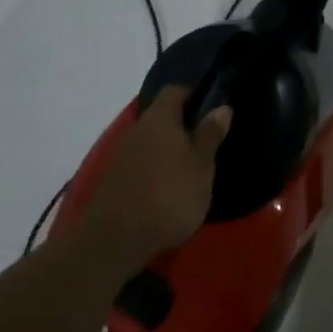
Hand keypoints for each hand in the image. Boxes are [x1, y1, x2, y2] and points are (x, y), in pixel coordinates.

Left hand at [82, 87, 231, 266]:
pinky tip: (163, 190)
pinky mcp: (111, 179)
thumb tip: (222, 107)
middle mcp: (137, 127)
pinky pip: (137, 162)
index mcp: (160, 117)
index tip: (209, 109)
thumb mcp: (201, 166)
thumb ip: (210, 135)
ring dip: (165, 150)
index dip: (193, 95)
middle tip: (202, 144)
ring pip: (148, 141)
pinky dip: (151, 169)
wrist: (114, 240)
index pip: (175, 90)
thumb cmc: (168, 196)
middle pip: (160, 116)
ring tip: (185, 171)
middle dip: (180, 126)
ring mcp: (120, 153)